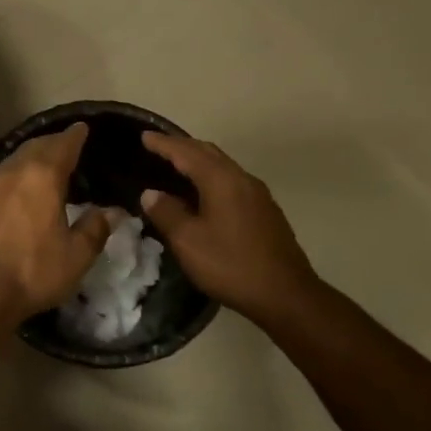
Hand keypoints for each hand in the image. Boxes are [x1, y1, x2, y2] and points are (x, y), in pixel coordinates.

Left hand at [0, 123, 111, 323]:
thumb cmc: (32, 271)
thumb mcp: (76, 256)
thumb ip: (95, 229)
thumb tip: (112, 212)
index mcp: (42, 177)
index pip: (63, 145)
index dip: (75, 136)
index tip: (82, 129)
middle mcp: (10, 174)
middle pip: (34, 148)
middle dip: (51, 144)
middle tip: (63, 145)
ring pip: (9, 165)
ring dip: (26, 162)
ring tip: (37, 169)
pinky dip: (5, 185)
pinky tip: (7, 200)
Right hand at [138, 131, 328, 328]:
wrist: (286, 294)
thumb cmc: (231, 265)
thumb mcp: (188, 241)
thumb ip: (166, 213)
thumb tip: (151, 193)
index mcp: (221, 180)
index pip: (187, 153)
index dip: (164, 144)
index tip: (145, 136)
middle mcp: (241, 179)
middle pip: (208, 152)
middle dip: (182, 146)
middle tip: (158, 145)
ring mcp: (258, 194)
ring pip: (223, 165)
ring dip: (199, 160)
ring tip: (178, 164)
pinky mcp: (265, 211)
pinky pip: (232, 180)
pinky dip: (212, 175)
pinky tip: (204, 192)